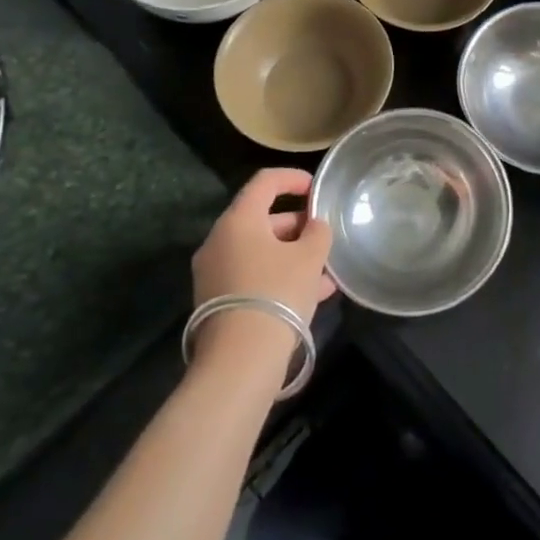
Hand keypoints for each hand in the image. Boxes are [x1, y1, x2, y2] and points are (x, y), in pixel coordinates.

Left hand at [192, 168, 335, 325]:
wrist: (240, 361)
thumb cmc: (277, 293)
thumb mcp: (310, 258)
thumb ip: (317, 233)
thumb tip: (314, 226)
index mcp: (238, 221)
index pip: (265, 182)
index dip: (293, 178)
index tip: (316, 188)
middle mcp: (219, 241)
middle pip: (261, 219)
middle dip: (296, 225)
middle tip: (323, 235)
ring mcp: (214, 274)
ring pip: (259, 252)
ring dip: (292, 255)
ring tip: (325, 271)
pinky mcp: (216, 302)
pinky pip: (252, 276)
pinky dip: (278, 276)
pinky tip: (311, 295)